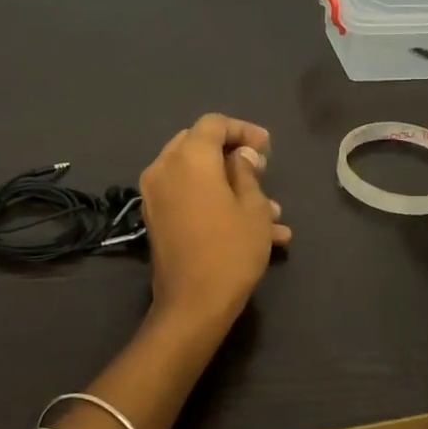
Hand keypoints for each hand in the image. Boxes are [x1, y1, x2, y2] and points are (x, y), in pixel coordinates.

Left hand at [139, 114, 291, 329]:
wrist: (193, 304)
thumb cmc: (231, 249)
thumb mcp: (253, 207)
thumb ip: (247, 171)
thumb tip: (241, 155)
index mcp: (188, 157)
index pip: (214, 124)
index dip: (243, 130)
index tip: (267, 147)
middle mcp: (164, 168)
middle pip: (199, 145)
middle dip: (233, 155)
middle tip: (262, 169)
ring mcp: (155, 195)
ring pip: (197, 176)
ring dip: (231, 186)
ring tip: (272, 214)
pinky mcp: (156, 219)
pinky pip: (188, 197)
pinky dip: (215, 203)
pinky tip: (255, 230)